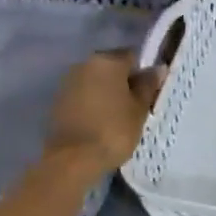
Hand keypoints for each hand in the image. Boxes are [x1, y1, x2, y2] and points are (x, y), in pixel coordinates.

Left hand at [42, 50, 163, 173]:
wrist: (73, 159)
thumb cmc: (114, 130)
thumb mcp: (139, 108)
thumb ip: (148, 85)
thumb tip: (158, 68)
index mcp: (108, 61)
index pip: (132, 56)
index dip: (143, 73)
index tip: (149, 92)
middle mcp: (85, 64)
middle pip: (112, 67)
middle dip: (123, 82)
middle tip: (135, 106)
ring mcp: (68, 82)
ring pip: (96, 81)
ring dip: (107, 93)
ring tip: (118, 117)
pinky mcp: (58, 101)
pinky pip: (83, 96)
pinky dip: (92, 104)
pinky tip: (100, 123)